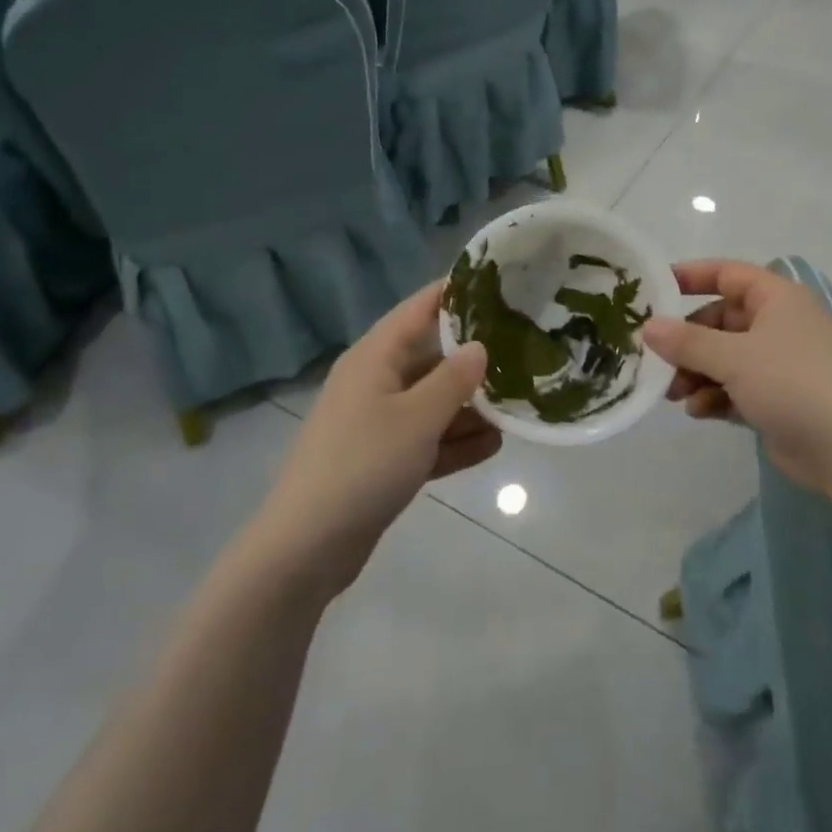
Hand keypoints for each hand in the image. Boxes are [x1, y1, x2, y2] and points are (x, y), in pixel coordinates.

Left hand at [251, 281, 498, 598]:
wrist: (307, 547)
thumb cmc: (363, 465)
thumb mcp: (417, 418)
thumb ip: (454, 379)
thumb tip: (480, 347)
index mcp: (375, 357)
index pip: (420, 308)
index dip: (457, 293)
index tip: (501, 285)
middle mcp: (375, 381)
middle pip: (431, 356)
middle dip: (474, 357)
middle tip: (524, 350)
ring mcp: (377, 422)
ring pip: (433, 400)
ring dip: (470, 405)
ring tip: (517, 405)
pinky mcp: (382, 459)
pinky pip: (426, 438)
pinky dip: (454, 440)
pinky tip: (493, 446)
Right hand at [641, 259, 831, 494]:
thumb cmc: (791, 383)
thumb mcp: (733, 357)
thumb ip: (686, 341)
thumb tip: (647, 327)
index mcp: (776, 298)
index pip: (727, 274)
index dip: (690, 276)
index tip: (654, 289)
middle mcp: (778, 325)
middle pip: (720, 321)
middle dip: (687, 341)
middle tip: (656, 359)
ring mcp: (779, 364)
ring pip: (724, 358)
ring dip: (697, 373)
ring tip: (674, 394)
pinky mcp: (777, 399)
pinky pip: (735, 388)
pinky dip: (715, 395)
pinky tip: (698, 412)